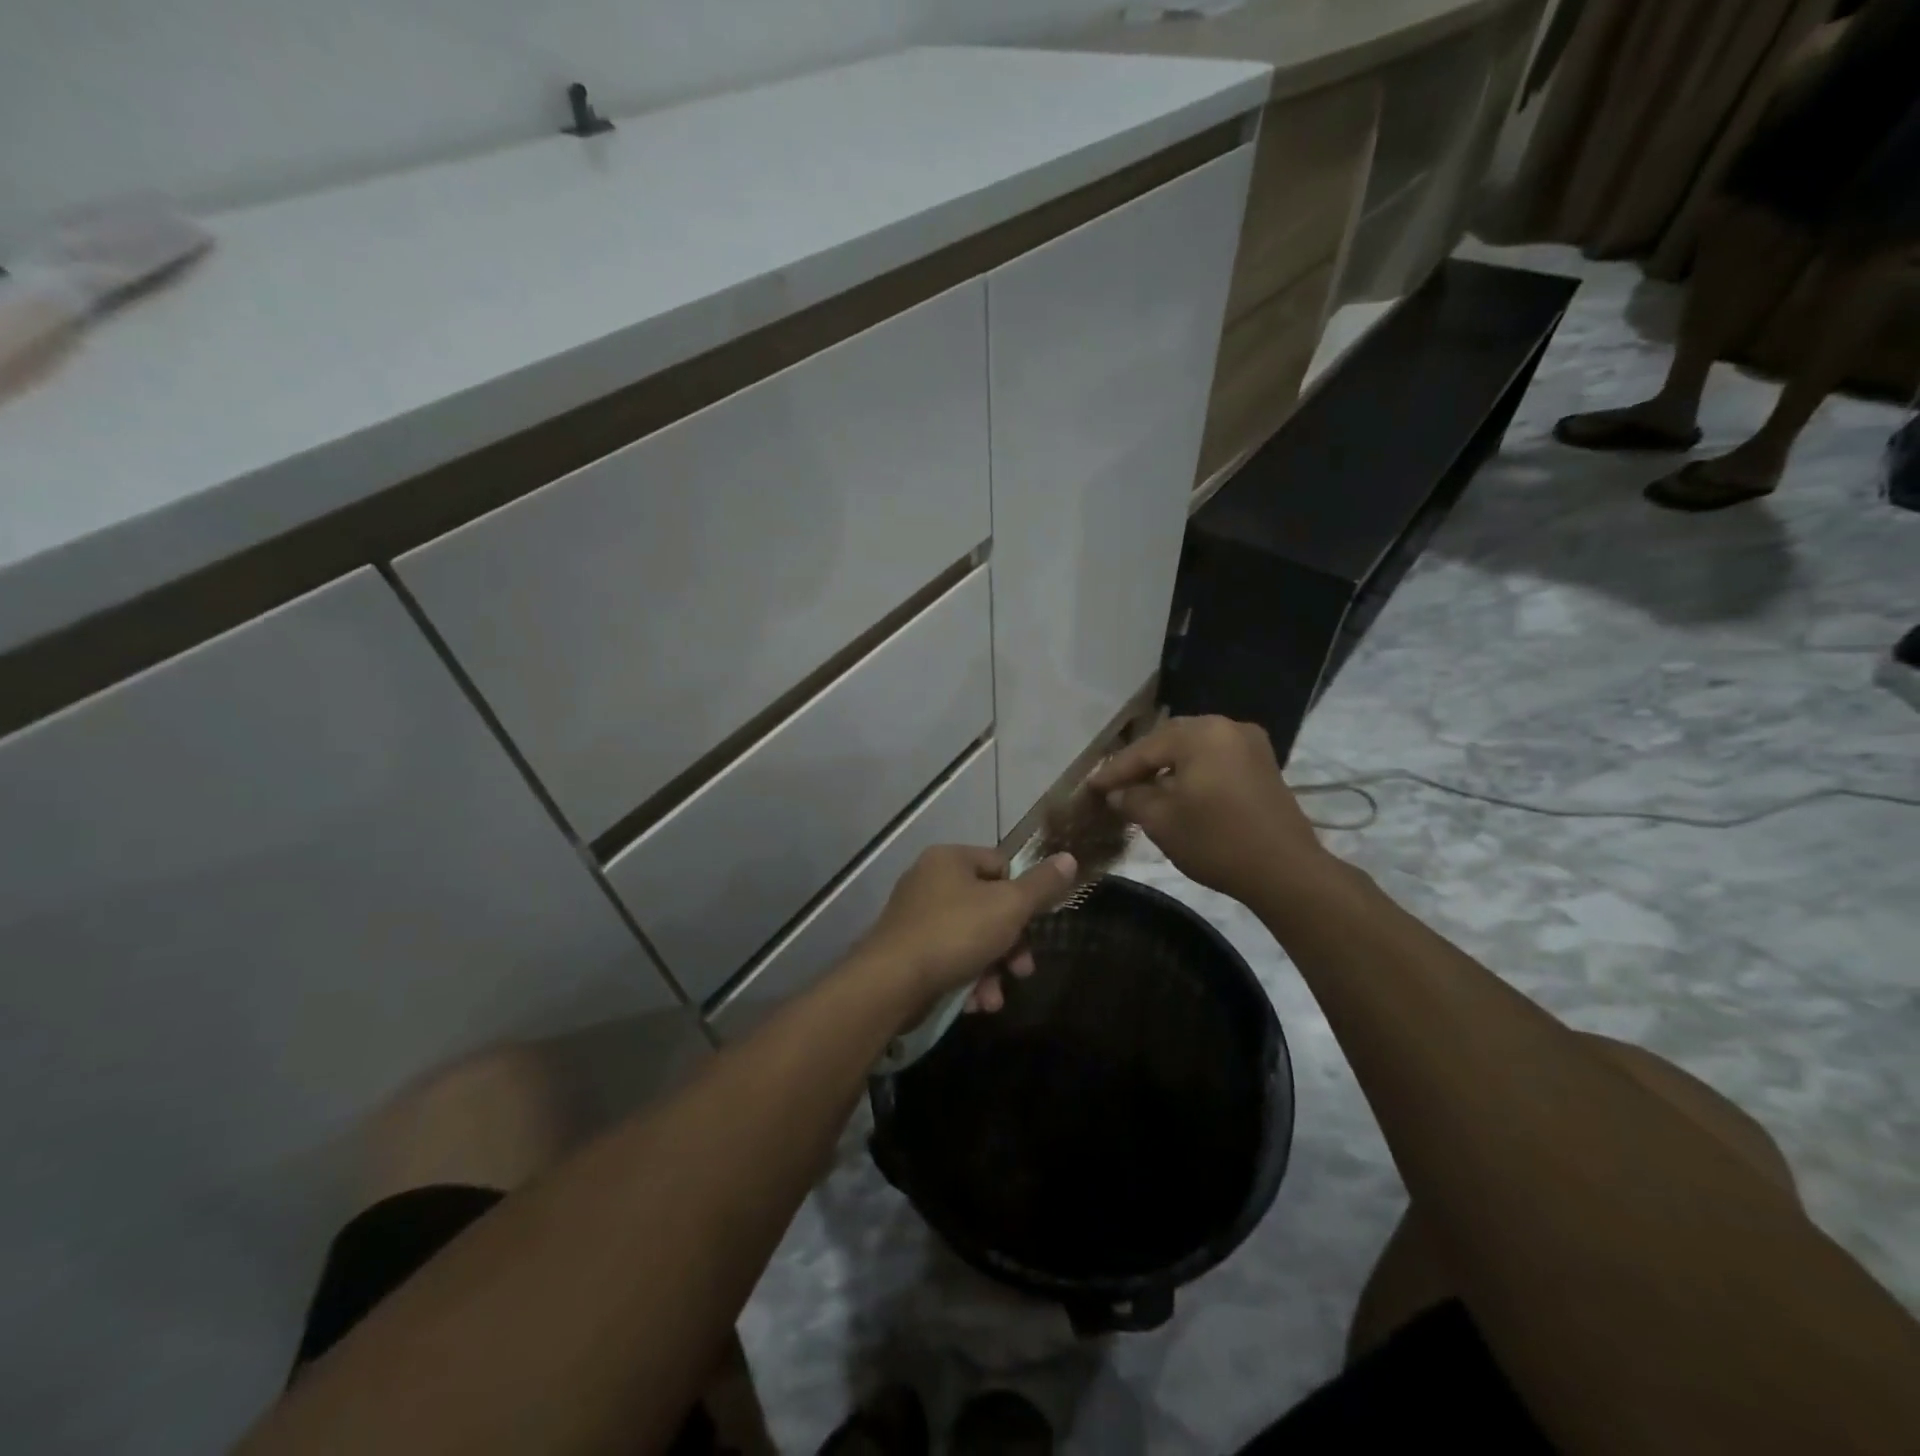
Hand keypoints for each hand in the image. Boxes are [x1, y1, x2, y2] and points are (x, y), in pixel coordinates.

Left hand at [857, 845, 1076, 1012]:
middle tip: (1022, 970)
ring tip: (994, 998)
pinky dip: (966, 980)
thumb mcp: (1009, 907)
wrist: (891, 983)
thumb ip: (1042, 886)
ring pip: (971, 939)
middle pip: (988, 907)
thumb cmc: (955, 933)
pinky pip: (949, 959)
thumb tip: (1069, 858)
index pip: (1000, 865)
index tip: (1031, 924)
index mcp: (950, 859)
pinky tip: (975, 1004)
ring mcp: (915, 917)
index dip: (1021, 895)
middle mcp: (929, 881)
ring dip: (991, 970)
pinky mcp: (907, 952)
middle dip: (1010, 945)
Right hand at [1086, 716, 1329, 906]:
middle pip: (1169, 740)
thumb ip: (1132, 799)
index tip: (1090, 786)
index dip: (1114, 770)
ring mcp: (1249, 744)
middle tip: (1114, 785)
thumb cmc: (1216, 842)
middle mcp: (1226, 727)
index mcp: (1201, 734)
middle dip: (1141, 763)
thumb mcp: (1161, 821)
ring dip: (1166, 767)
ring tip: (1142, 789)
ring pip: (1193, 749)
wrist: (1286, 872)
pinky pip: (1215, 758)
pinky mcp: (1263, 765)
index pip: (1144, 749)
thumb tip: (1116, 793)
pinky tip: (1177, 791)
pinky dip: (1192, 771)